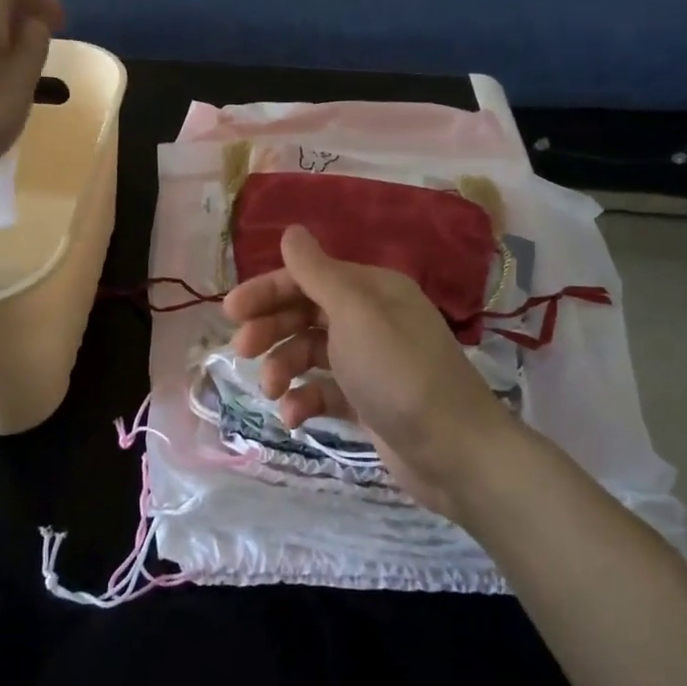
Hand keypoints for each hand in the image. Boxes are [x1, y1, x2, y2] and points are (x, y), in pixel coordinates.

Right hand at [222, 225, 524, 522]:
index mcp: (371, 290)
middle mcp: (370, 319)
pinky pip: (324, 390)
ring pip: (310, 352)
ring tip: (271, 390)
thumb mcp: (355, 314)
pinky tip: (293, 416)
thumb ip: (317, 272)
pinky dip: (304, 399)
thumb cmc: (399, 373)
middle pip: (306, 312)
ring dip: (284, 366)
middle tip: (242, 350)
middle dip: (271, 328)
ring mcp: (369, 362)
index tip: (231, 311)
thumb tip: (292, 231)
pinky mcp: (367, 402)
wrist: (456, 453)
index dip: (268, 290)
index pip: (309, 276)